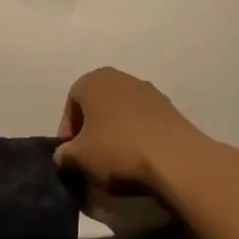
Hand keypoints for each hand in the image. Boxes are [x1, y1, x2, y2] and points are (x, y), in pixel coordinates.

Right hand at [54, 67, 217, 195]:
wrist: (175, 158)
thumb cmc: (118, 149)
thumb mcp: (79, 157)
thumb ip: (64, 154)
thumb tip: (64, 155)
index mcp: (94, 80)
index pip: (71, 102)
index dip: (67, 129)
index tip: (71, 154)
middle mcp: (121, 78)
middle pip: (97, 104)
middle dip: (91, 129)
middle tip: (90, 156)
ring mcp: (148, 91)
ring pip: (121, 112)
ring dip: (114, 132)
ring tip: (115, 161)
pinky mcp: (169, 108)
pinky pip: (143, 121)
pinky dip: (136, 135)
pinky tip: (138, 158)